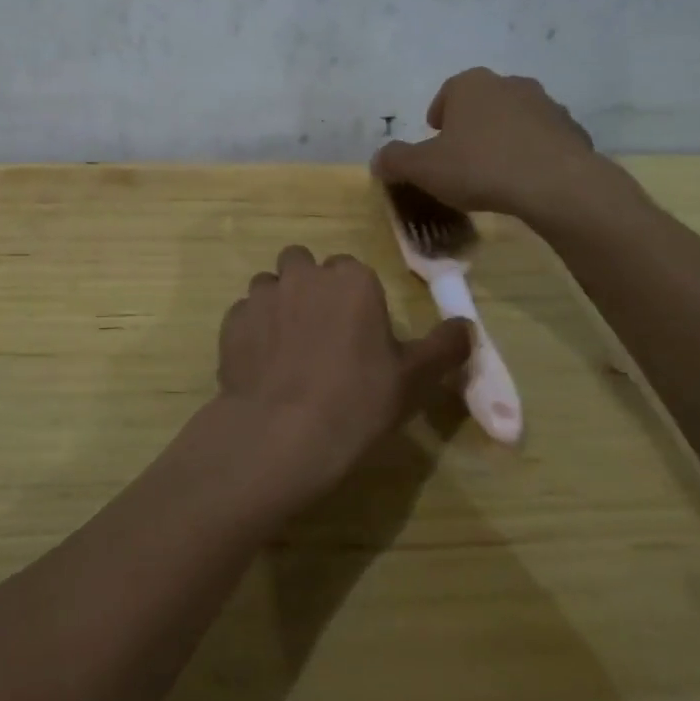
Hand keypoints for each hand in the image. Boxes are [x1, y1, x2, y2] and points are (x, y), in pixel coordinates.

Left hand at [214, 245, 470, 506]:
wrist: (281, 433)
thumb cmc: (357, 402)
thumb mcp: (415, 380)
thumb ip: (445, 347)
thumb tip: (468, 327)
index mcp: (351, 279)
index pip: (352, 270)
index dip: (354, 299)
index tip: (358, 332)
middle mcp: (303, 275)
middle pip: (305, 266)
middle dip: (311, 288)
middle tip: (321, 334)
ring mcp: (262, 295)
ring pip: (270, 286)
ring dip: (278, 305)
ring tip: (287, 350)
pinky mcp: (231, 321)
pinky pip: (244, 315)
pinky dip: (252, 331)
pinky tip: (262, 366)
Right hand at [372, 66, 640, 232]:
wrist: (555, 184)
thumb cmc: (479, 167)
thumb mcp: (423, 169)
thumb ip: (396, 161)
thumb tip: (378, 160)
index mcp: (470, 85)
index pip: (447, 94)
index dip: (438, 118)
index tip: (436, 141)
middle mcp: (509, 84)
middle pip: (482, 103)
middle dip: (471, 126)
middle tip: (462, 158)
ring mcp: (546, 104)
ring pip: (514, 119)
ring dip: (503, 137)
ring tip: (495, 172)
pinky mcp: (572, 130)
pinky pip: (543, 140)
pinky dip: (532, 154)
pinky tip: (525, 181)